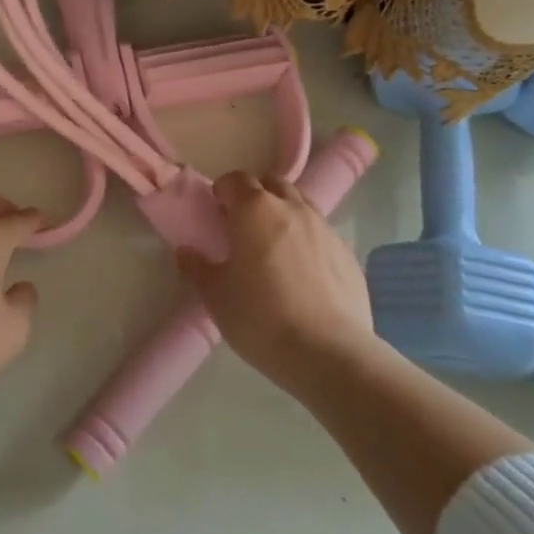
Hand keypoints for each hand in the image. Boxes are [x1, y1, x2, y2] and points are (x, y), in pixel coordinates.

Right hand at [177, 171, 374, 384]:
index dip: (224, 191)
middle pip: (272, 183)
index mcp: (255, 210)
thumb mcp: (216, 297)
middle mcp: (292, 208)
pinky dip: (308, 240)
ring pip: (301, 204)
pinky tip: (304, 273)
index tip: (217, 212)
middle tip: (244, 224)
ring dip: (284, 213)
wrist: (329, 353)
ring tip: (275, 246)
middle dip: (256, 194)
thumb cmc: (261, 318)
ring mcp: (325, 228)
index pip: (236, 179)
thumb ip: (197, 268)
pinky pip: (322, 233)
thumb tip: (185, 251)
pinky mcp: (348, 253)